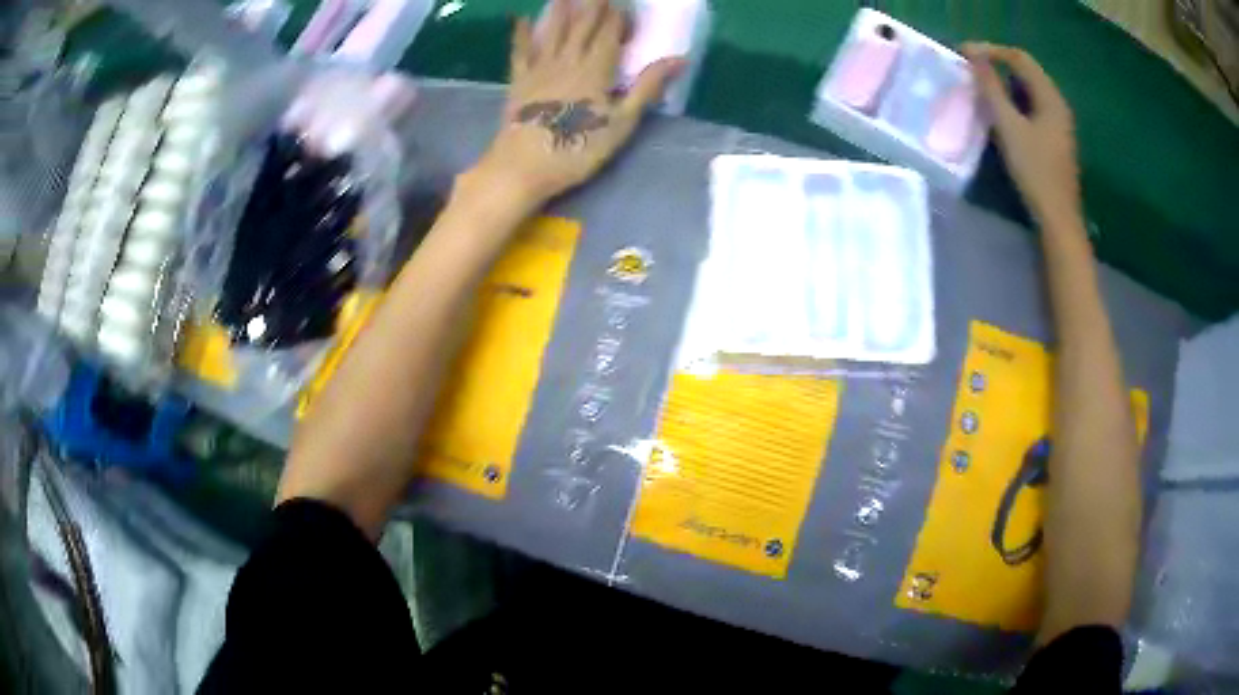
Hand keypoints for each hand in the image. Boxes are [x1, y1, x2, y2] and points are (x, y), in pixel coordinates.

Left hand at [468, 0, 685, 214]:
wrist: (522, 167)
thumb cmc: (577, 149)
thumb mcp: (622, 123)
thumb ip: (647, 88)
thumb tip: (679, 59)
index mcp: (596, 71)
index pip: (610, 35)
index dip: (618, 19)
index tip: (626, 7)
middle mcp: (567, 62)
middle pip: (582, 27)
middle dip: (593, 7)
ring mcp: (540, 70)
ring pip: (553, 32)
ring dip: (561, 11)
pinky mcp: (518, 82)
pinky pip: (520, 52)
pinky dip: (521, 35)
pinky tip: (520, 20)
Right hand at [963, 43, 1080, 225]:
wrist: (1058, 220)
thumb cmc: (1035, 172)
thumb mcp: (1009, 127)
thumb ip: (991, 89)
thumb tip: (972, 54)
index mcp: (1051, 98)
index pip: (1020, 58)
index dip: (992, 50)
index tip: (965, 54)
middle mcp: (1058, 105)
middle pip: (1026, 72)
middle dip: (998, 65)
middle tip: (972, 70)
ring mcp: (1059, 124)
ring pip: (1029, 90)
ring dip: (1005, 84)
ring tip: (981, 89)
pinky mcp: (1055, 139)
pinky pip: (1032, 107)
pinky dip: (1014, 102)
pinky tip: (1001, 114)